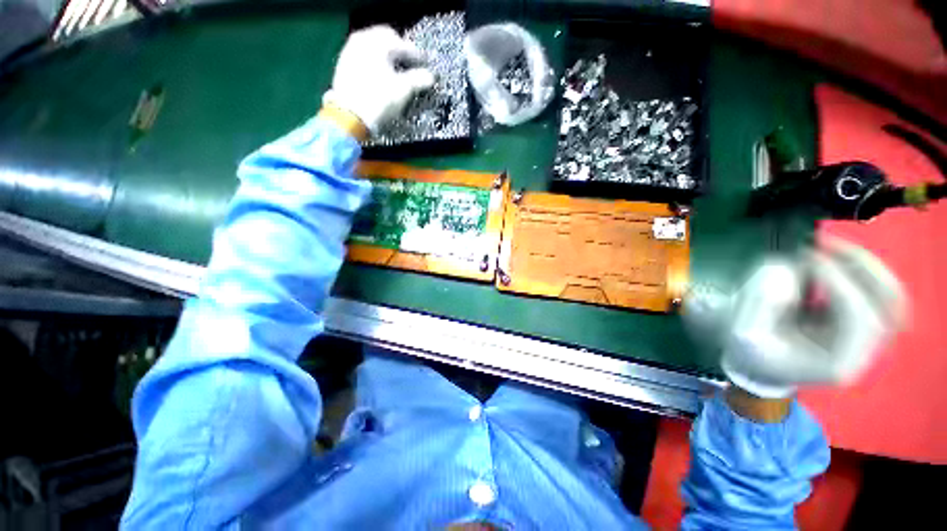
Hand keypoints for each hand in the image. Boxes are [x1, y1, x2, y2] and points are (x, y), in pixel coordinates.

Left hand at [323, 25, 434, 134]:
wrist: (350, 117)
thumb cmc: (378, 100)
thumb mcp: (404, 90)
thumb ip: (419, 80)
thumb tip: (430, 77)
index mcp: (377, 42)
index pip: (404, 44)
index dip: (418, 56)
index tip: (426, 66)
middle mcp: (361, 40)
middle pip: (386, 40)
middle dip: (400, 51)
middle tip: (411, 65)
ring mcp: (350, 51)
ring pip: (374, 48)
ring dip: (387, 57)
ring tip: (397, 71)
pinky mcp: (344, 66)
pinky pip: (364, 57)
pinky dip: (375, 63)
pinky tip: (382, 77)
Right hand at [690, 237, 904, 399]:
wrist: (763, 366)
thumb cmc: (753, 352)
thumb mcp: (744, 331)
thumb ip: (761, 301)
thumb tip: (787, 269)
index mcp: (838, 361)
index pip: (859, 317)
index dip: (838, 282)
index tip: (806, 258)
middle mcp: (864, 350)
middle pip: (888, 303)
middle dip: (861, 267)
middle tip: (825, 244)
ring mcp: (868, 336)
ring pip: (889, 294)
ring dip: (863, 264)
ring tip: (827, 247)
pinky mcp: (861, 320)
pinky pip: (876, 290)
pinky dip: (859, 270)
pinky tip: (831, 260)